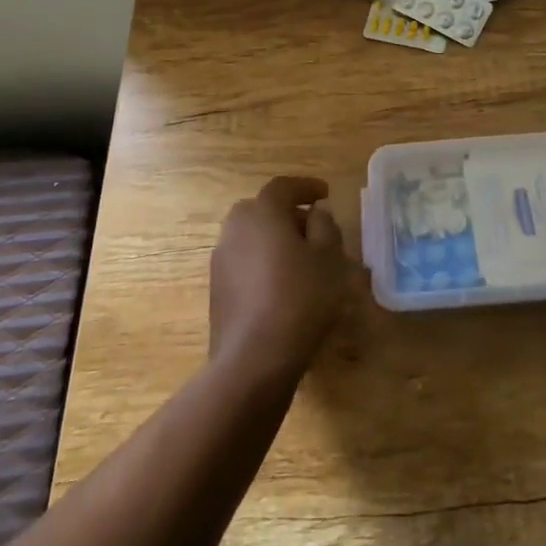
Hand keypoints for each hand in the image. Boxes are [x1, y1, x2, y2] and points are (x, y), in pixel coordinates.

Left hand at [209, 176, 347, 382]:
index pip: (283, 186)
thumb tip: (315, 214)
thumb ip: (325, 226)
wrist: (253, 359)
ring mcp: (221, 260)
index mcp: (262, 212)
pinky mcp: (217, 289)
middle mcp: (235, 228)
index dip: (306, 187)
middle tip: (314, 230)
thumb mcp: (328, 257)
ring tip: (302, 261)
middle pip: (263, 210)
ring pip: (252, 237)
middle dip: (289, 215)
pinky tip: (283, 286)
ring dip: (275, 240)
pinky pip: (245, 262)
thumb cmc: (300, 298)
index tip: (325, 194)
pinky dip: (264, 263)